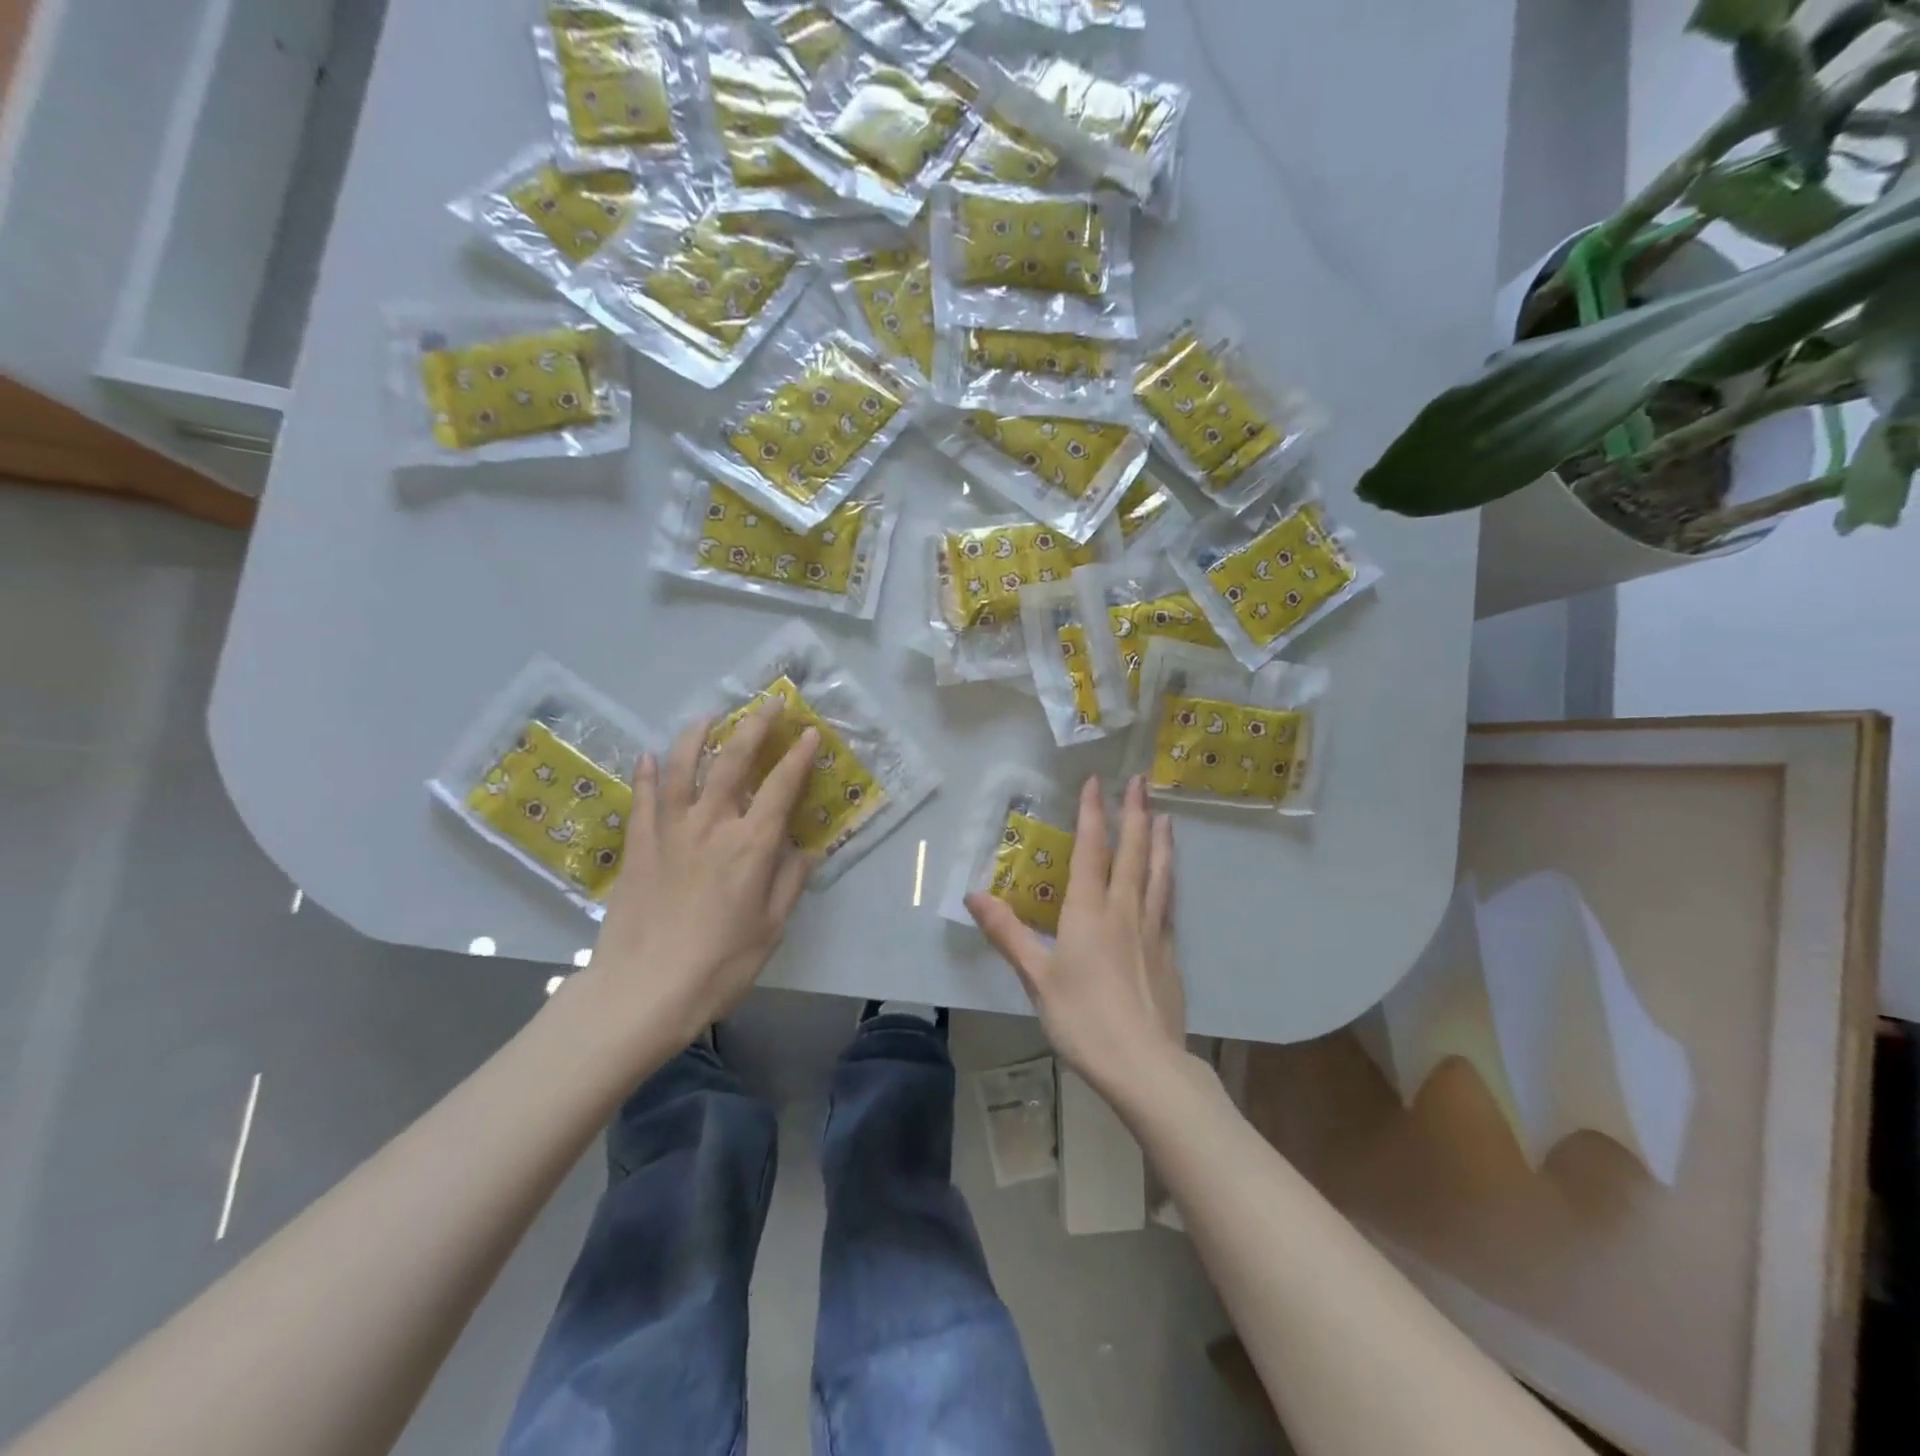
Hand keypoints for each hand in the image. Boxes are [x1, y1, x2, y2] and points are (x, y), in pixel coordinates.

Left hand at [585, 703, 818, 1048]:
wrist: (643, 990)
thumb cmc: (719, 965)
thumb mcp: (771, 928)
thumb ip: (790, 882)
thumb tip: (804, 849)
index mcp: (751, 845)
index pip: (781, 786)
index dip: (799, 756)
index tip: (810, 733)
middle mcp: (712, 824)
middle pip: (733, 761)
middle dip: (755, 727)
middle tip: (768, 704)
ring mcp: (670, 831)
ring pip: (684, 768)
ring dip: (698, 736)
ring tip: (707, 717)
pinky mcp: (638, 846)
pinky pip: (643, 798)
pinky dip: (648, 773)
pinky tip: (650, 756)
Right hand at [968, 776, 1186, 1107]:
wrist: (1144, 1064)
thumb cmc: (1082, 1019)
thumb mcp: (1036, 977)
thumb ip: (1007, 932)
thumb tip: (973, 894)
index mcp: (1089, 911)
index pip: (1092, 850)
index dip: (1092, 814)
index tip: (1095, 782)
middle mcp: (1124, 910)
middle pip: (1133, 852)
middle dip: (1135, 813)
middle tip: (1141, 780)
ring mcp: (1152, 930)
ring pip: (1158, 873)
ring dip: (1160, 840)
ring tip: (1164, 816)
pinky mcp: (1169, 952)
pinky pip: (1168, 901)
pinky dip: (1168, 877)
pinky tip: (1169, 877)